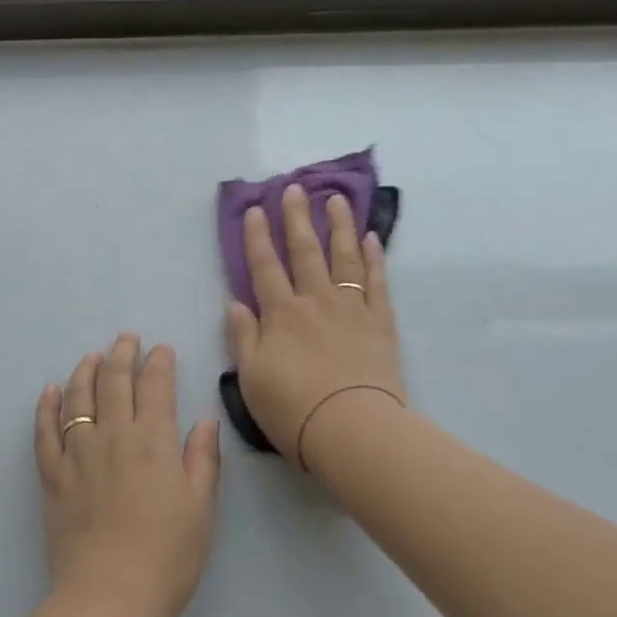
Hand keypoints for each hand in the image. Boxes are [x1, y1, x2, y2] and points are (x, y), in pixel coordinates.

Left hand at [34, 336, 221, 616]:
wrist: (109, 597)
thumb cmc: (167, 555)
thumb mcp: (201, 508)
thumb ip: (203, 459)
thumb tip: (206, 420)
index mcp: (154, 441)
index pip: (156, 387)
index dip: (159, 363)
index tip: (161, 349)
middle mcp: (114, 437)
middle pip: (115, 383)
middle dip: (122, 355)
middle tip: (126, 339)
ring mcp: (78, 455)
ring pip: (78, 399)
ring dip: (85, 371)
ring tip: (91, 356)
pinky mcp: (52, 477)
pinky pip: (44, 432)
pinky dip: (45, 408)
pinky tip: (49, 391)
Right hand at [226, 184, 404, 472]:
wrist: (352, 429)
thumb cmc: (294, 409)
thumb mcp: (251, 378)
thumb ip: (243, 337)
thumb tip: (236, 303)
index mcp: (281, 314)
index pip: (264, 266)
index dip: (257, 237)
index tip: (254, 209)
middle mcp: (315, 301)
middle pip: (305, 250)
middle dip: (297, 217)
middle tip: (295, 187)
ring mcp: (351, 308)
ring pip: (344, 257)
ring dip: (338, 225)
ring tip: (336, 199)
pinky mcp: (380, 322)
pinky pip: (377, 282)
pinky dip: (374, 258)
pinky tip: (372, 238)